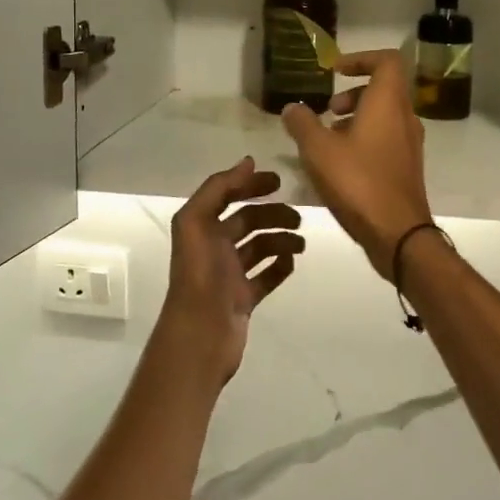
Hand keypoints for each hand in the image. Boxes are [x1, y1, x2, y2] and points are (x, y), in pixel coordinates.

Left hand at [158, 158, 303, 385]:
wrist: (201, 336)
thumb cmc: (201, 276)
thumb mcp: (198, 222)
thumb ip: (218, 188)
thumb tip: (248, 162)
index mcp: (202, 228)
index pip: (228, 196)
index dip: (250, 185)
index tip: (279, 182)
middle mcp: (214, 247)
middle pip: (248, 221)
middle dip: (273, 215)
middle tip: (298, 218)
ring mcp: (229, 275)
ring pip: (259, 248)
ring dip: (281, 240)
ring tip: (301, 243)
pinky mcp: (242, 299)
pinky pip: (265, 276)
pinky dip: (279, 266)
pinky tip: (292, 262)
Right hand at [282, 50, 431, 279]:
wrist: (398, 234)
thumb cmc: (358, 182)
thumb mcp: (318, 150)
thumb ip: (302, 124)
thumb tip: (292, 107)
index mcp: (388, 103)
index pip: (387, 61)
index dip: (361, 58)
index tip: (335, 70)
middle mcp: (405, 118)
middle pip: (384, 89)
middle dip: (352, 93)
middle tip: (327, 111)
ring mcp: (410, 144)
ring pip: (384, 116)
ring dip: (356, 118)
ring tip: (327, 139)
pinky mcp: (407, 167)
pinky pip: (386, 139)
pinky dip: (364, 139)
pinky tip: (340, 164)